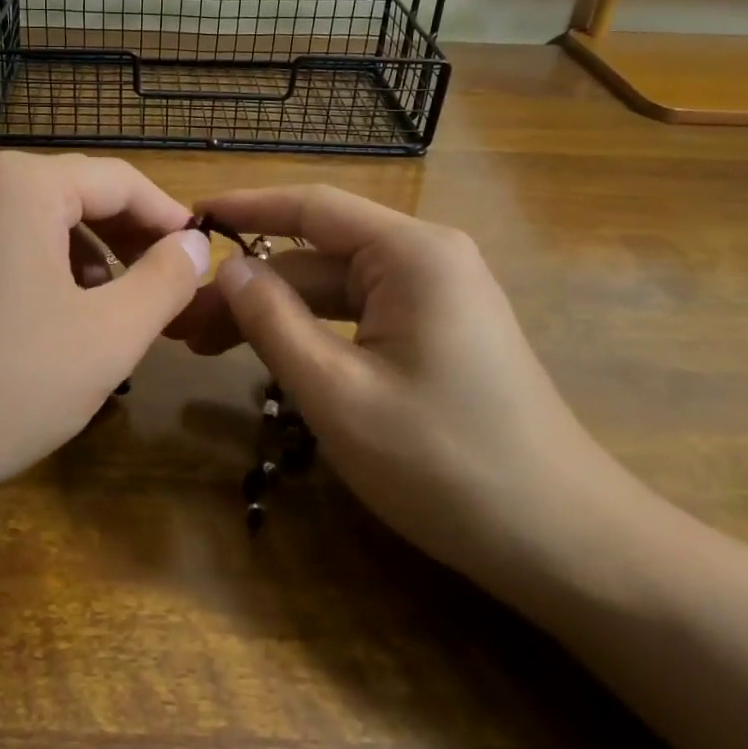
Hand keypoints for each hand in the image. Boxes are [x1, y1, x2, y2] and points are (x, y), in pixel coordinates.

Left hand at [0, 153, 210, 507]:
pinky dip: (44, 274)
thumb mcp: (105, 337)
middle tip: (165, 293)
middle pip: (78, 196)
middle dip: (129, 242)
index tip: (200, 260)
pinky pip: (4, 247)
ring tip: (111, 316)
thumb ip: (163, 281)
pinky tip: (52, 325)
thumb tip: (194, 244)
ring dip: (89, 261)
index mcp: (23, 184)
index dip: (168, 219)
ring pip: (41, 225)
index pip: (121, 180)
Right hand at [172, 186, 648, 606]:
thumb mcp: (338, 393)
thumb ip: (274, 321)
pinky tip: (269, 359)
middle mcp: (427, 258)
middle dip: (251, 285)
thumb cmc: (445, 464)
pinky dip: (311, 334)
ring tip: (208, 345)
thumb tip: (228, 269)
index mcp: (412, 253)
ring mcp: (436, 297)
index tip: (188, 220)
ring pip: (334, 290)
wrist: (562, 541)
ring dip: (275, 313)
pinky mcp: (437, 332)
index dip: (245, 208)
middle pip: (317, 256)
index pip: (312, 207)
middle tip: (185, 321)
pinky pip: (359, 317)